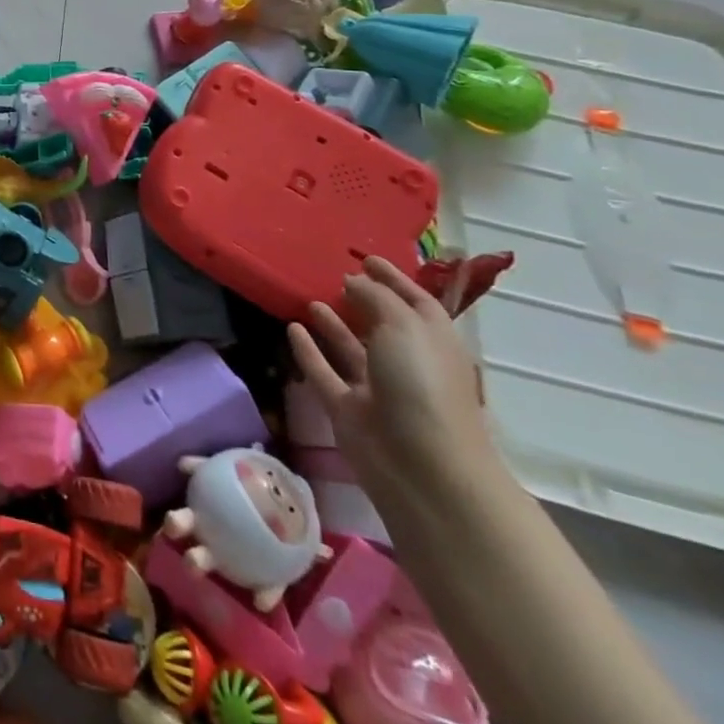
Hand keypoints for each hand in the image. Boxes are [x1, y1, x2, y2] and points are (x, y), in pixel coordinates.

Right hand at [288, 256, 502, 510]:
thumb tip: (352, 281)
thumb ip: (375, 296)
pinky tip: (292, 328)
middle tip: (332, 275)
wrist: (420, 466)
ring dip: (333, 324)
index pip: (415, 301)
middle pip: (382, 325)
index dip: (394, 278)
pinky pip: (323, 371)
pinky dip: (308, 351)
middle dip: (362, 301)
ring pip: (350, 349)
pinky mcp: (346, 408)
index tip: (366, 257)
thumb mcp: (405, 325)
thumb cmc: (422, 385)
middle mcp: (405, 362)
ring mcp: (375, 388)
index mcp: (432, 342)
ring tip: (309, 298)